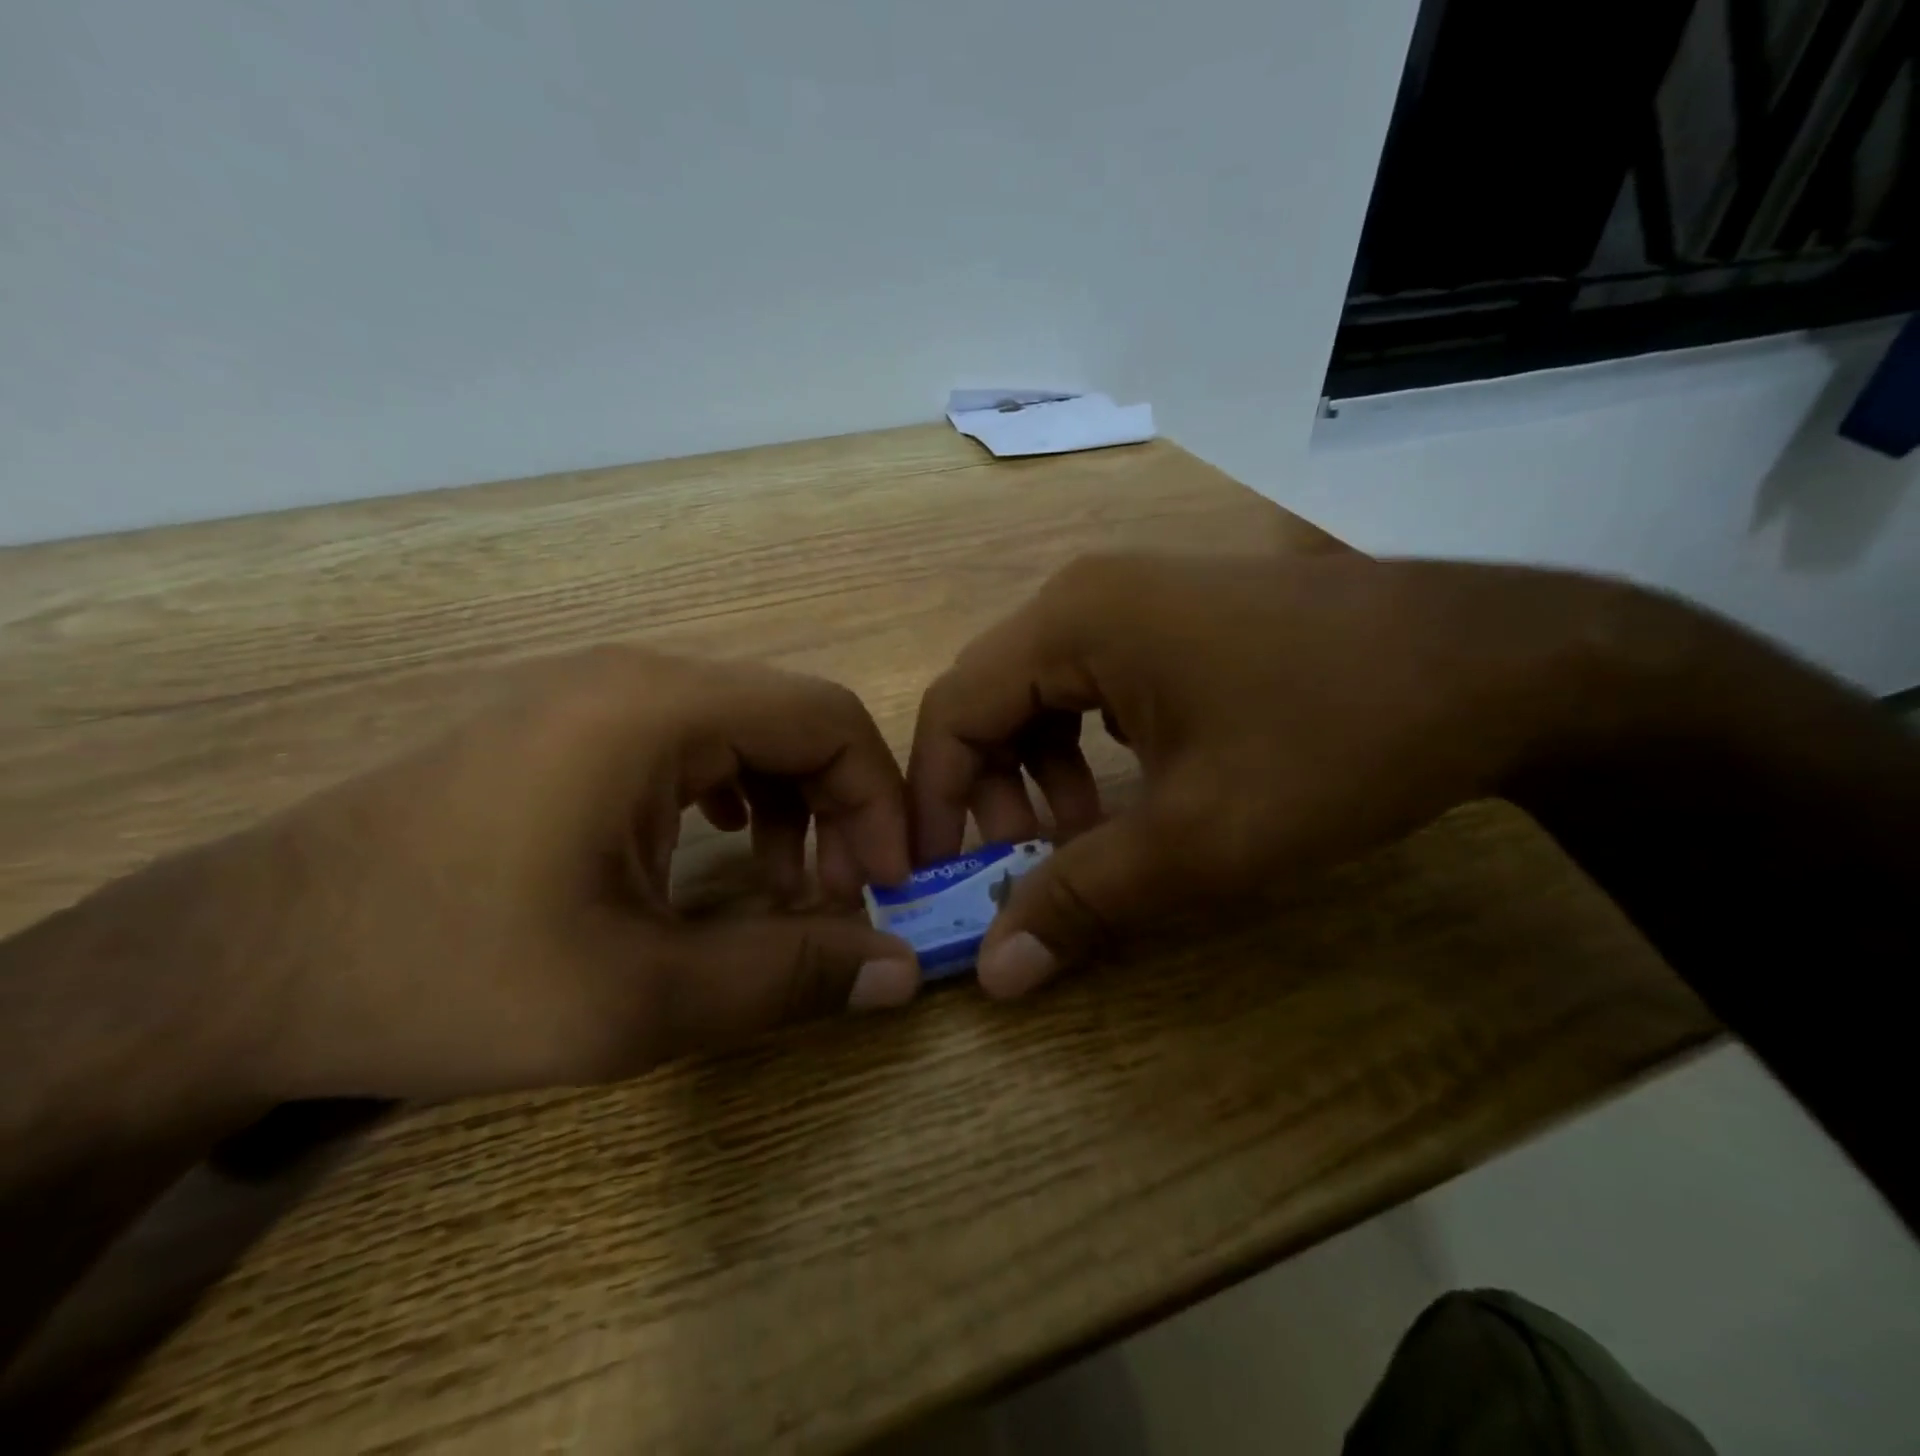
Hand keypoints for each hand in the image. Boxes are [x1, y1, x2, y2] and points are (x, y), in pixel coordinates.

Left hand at [128, 648, 921, 1102]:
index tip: (888, 887)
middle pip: (791, 720)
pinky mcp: (565, 727)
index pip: (827, 718)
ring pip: (743, 730)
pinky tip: (715, 853)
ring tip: (781, 890)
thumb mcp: (638, 998)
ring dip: (790, 805)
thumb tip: (901, 972)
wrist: (238, 966)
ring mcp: (592, 695)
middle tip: (839, 902)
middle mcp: (635, 678)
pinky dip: (734, 795)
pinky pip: (690, 741)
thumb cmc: (447, 973)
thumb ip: (788, 977)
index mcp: (658, 710)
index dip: (880, 799)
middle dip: (840, 809)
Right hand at [909, 552, 1644, 995]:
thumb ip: (1083, 900)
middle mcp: (1086, 594)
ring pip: (1041, 694)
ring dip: (1039, 773)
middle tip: (1021, 865)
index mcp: (1071, 622)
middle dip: (988, 791)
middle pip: (990, 699)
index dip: (933, 799)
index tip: (939, 876)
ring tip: (1082, 837)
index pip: (952, 710)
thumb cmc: (1335, 740)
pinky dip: (1086, 746)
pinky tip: (1131, 789)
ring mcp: (1135, 597)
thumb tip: (994, 974)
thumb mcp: (1200, 839)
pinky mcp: (1176, 616)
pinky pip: (1092, 683)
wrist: (1496, 663)